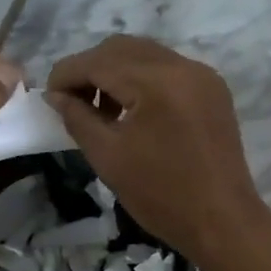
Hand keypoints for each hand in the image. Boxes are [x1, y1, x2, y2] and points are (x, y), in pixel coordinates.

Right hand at [45, 36, 268, 263]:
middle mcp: (182, 66)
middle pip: (121, 48)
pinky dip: (142, 79)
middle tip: (72, 102)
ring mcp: (202, 75)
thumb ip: (77, 117)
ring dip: (115, 72)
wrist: (222, 222)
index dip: (66, 74)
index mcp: (156, 81)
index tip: (48, 97)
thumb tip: (56, 95)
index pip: (97, 61)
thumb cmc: (161, 195)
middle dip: (90, 68)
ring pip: (145, 54)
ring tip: (101, 110)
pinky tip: (132, 111)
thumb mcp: (108, 157)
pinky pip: (168, 68)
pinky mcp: (213, 89)